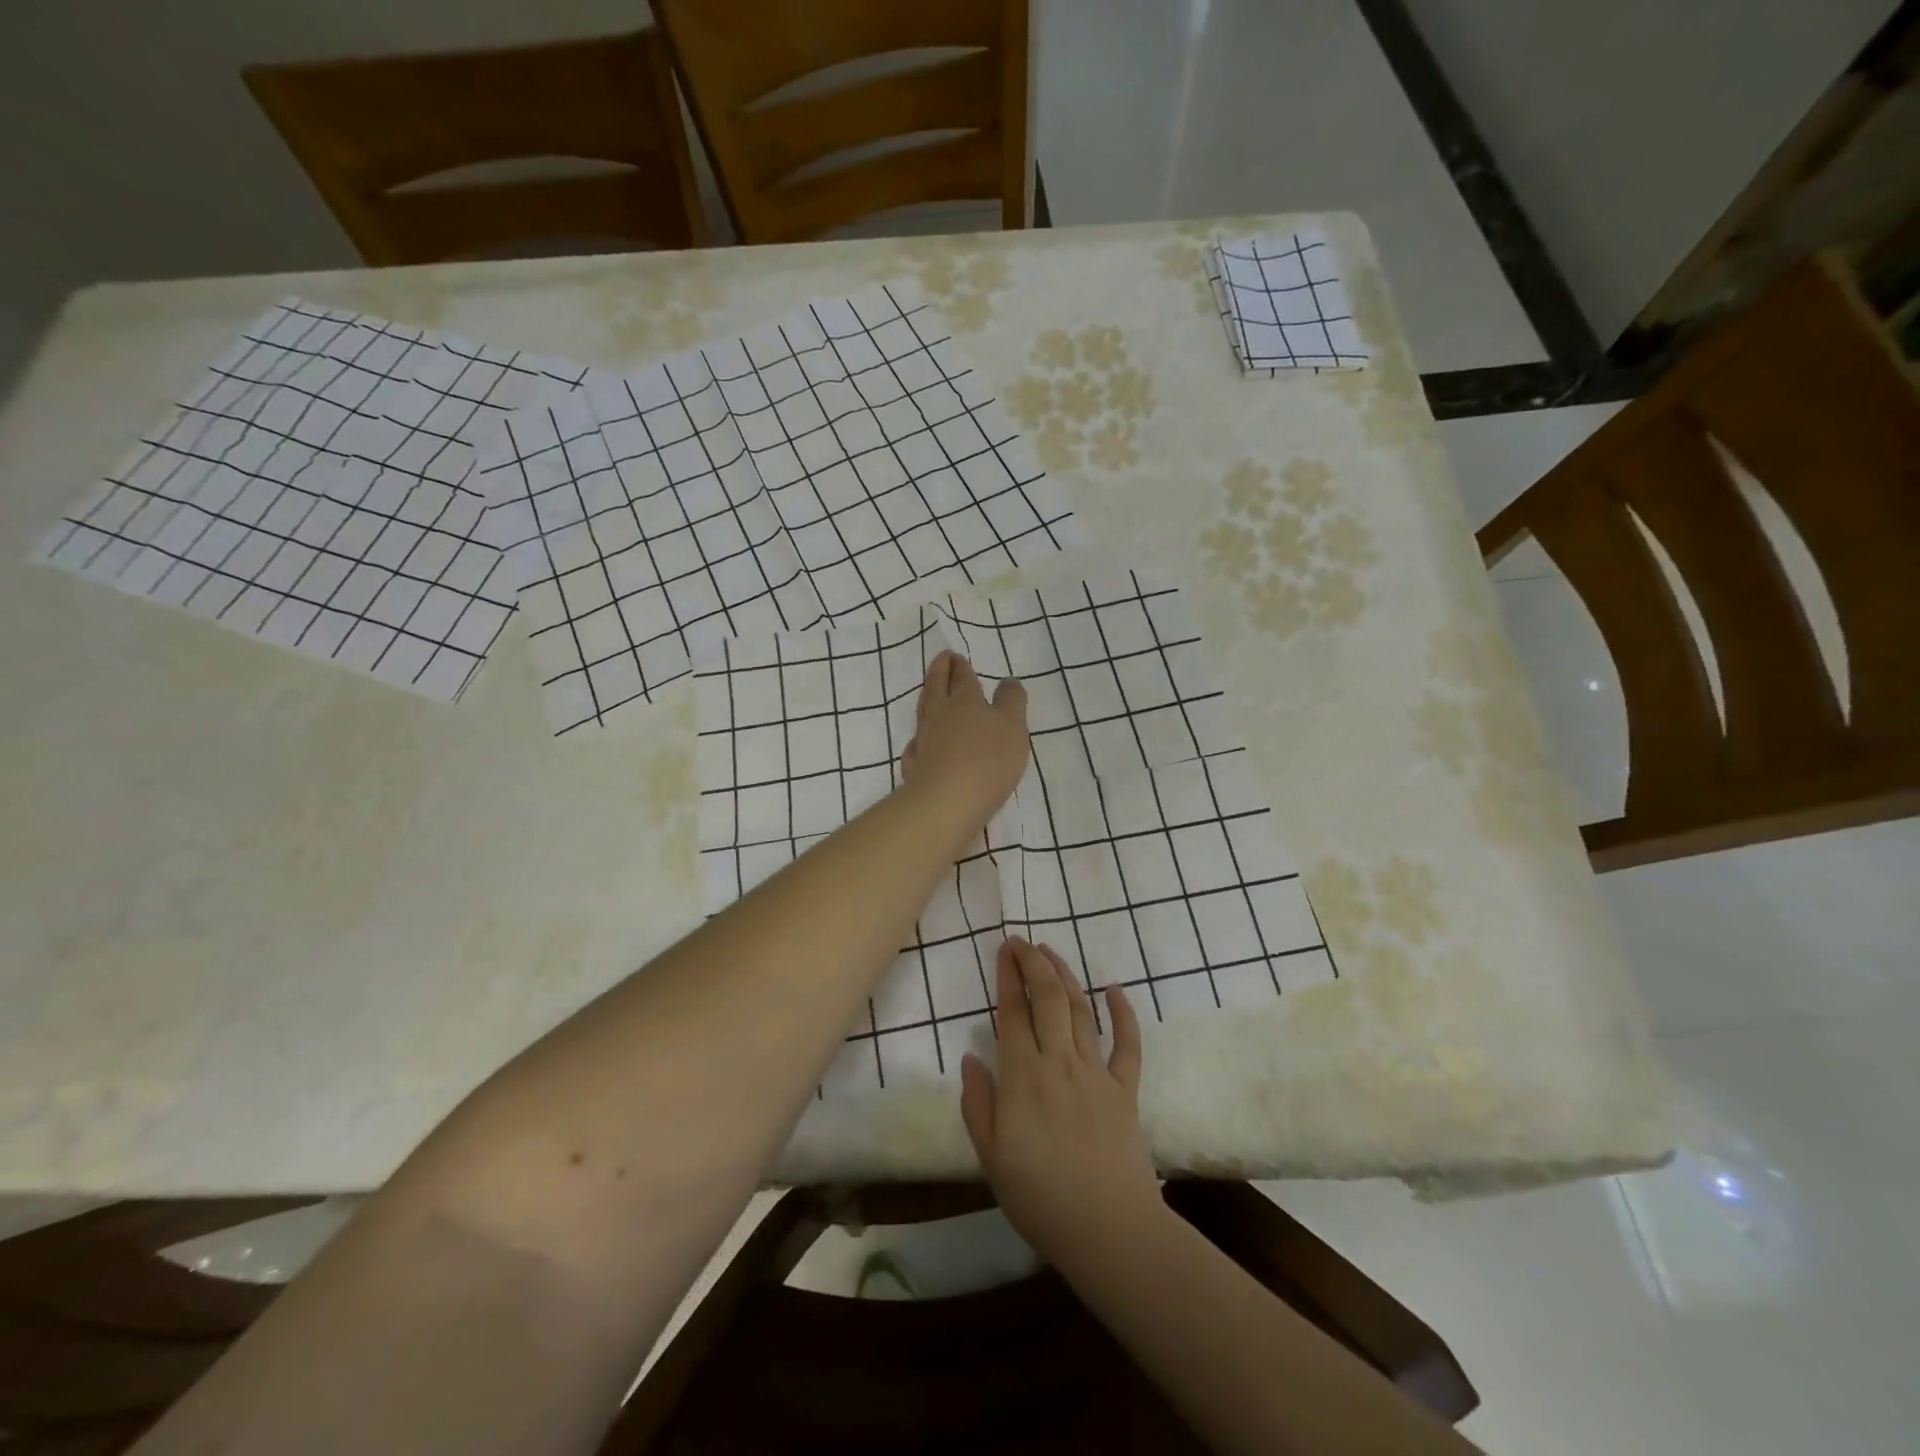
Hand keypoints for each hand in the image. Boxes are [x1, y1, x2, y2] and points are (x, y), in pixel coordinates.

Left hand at [899, 650, 1028, 831]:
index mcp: (965, 701)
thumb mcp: (1012, 725)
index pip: (962, 677)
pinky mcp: (915, 767)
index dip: (960, 666)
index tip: (955, 656)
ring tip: (929, 692)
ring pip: (923, 712)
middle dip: (939, 672)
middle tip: (941, 660)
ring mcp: (924, 741)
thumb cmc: (988, 759)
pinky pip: (916, 745)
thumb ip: (1011, 701)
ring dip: (927, 698)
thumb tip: (1007, 681)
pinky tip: (920, 742)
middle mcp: (940, 716)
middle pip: (936, 688)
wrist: (948, 802)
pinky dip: (919, 738)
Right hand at [960, 939, 1161, 1271]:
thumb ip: (978, 1104)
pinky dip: (1123, 1013)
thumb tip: (970, 1058)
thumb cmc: (1039, 1198)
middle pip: (1048, 998)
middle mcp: (1059, 1062)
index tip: (1004, 949)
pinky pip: (1127, 1044)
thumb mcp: (991, 1157)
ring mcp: (1096, 1073)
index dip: (1008, 976)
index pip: (1013, 1012)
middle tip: (1023, 942)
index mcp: (1022, 1076)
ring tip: (1052, 953)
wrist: (1108, 1230)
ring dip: (1066, 976)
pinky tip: (1114, 990)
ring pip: (1082, 1010)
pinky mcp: (1125, 1090)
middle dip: (1034, 963)